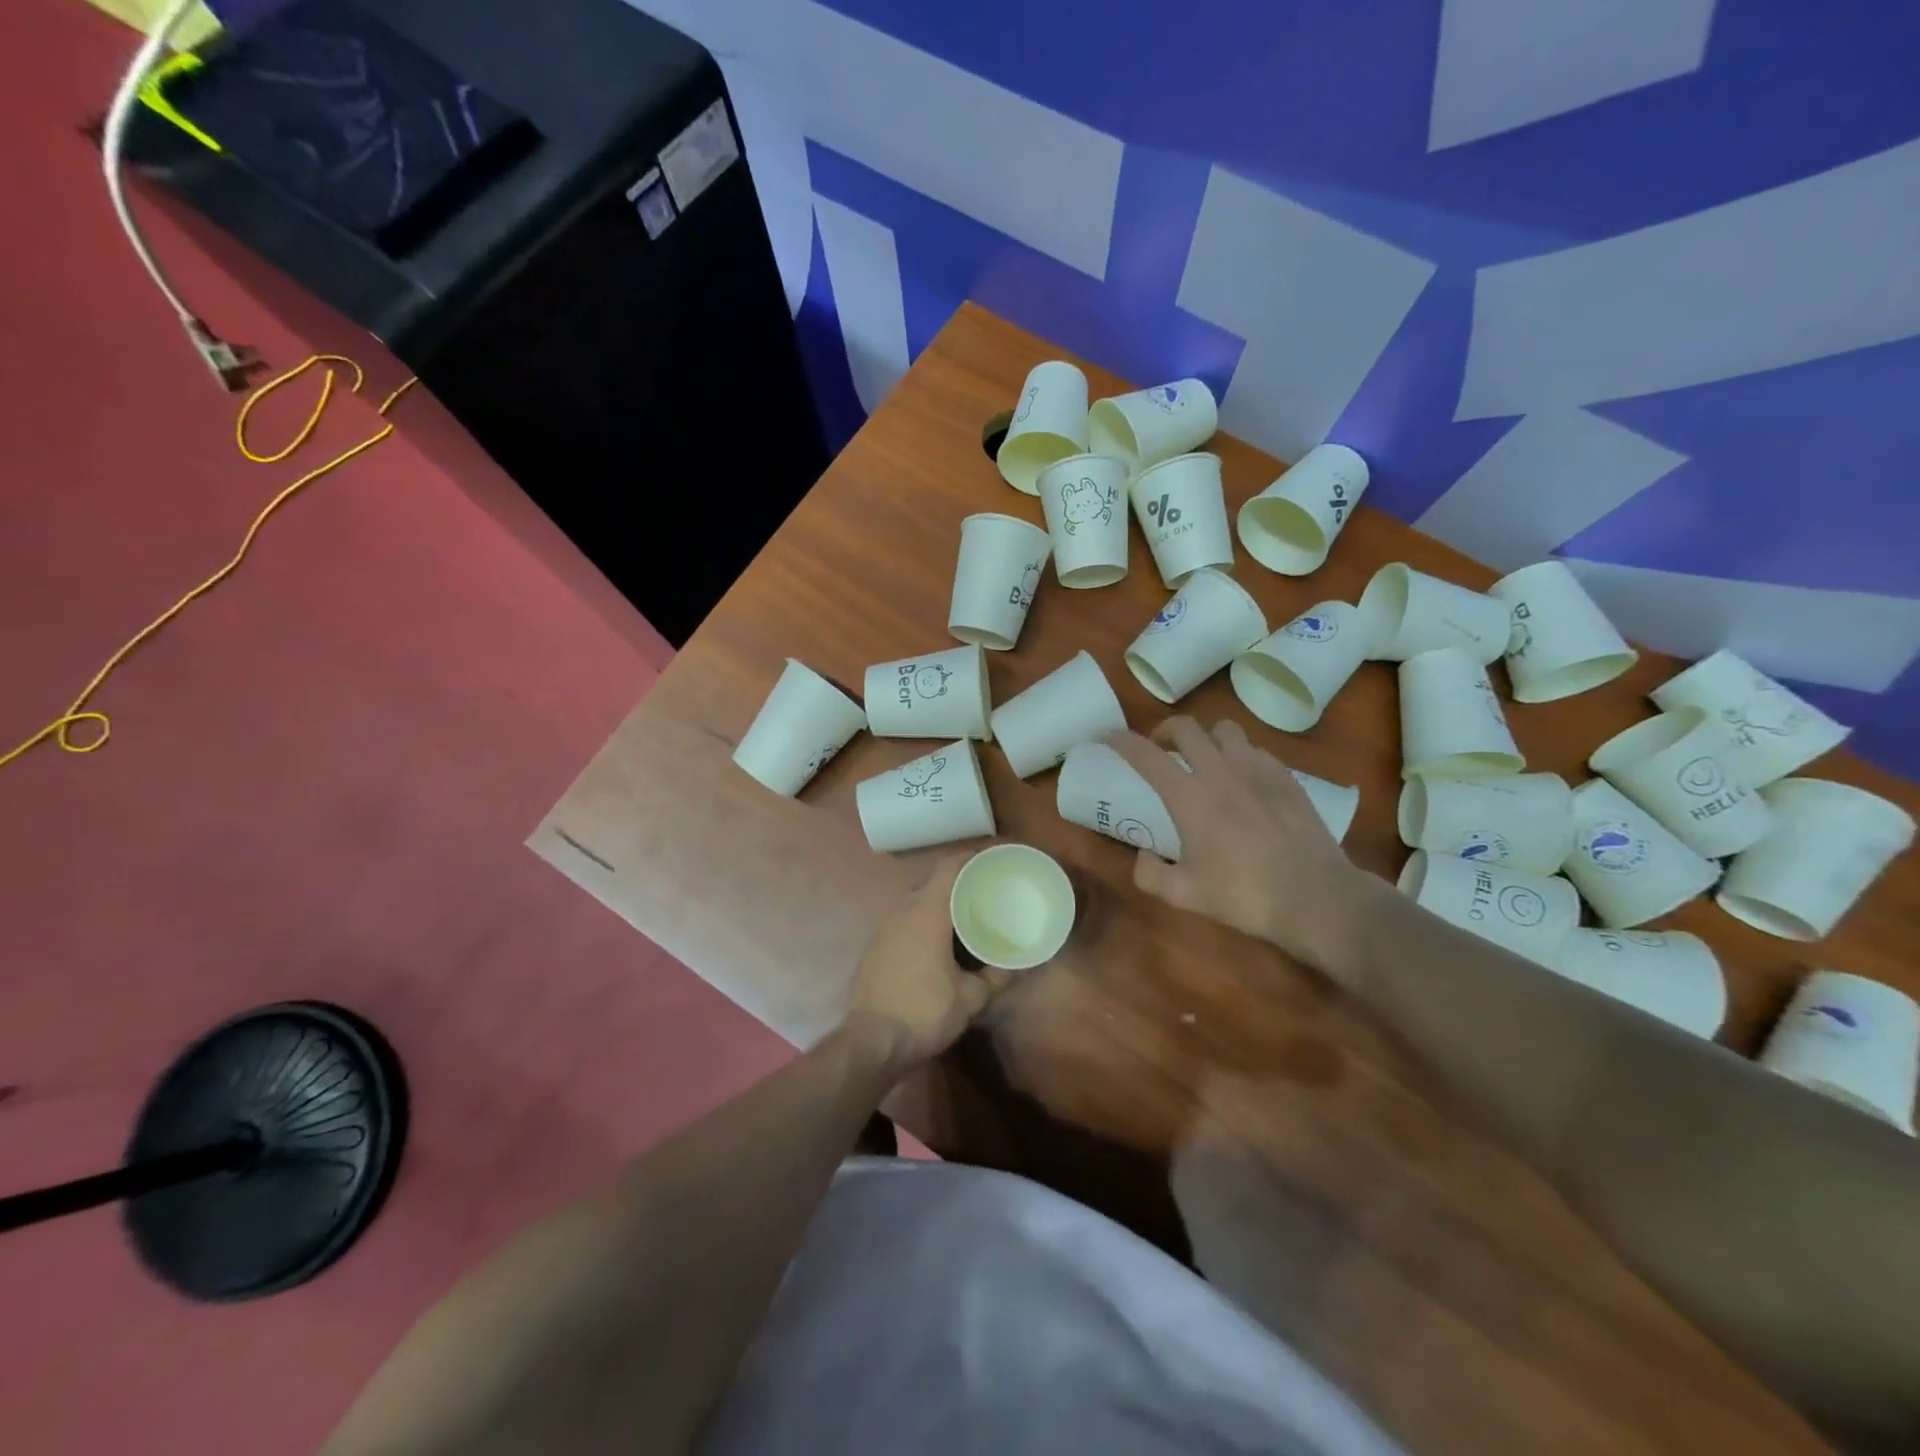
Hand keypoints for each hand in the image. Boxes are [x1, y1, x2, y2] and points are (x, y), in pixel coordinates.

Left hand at [846, 854, 1011, 1068]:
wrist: (870, 1042)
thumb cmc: (923, 1012)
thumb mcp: (969, 999)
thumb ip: (995, 978)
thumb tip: (1019, 966)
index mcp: (927, 913)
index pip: (949, 868)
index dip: (972, 858)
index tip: (994, 861)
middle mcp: (903, 912)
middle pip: (934, 882)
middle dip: (960, 882)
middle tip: (987, 890)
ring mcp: (885, 929)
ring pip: (918, 902)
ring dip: (941, 903)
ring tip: (968, 914)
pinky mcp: (877, 947)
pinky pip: (906, 921)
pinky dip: (926, 921)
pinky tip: (941, 941)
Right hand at [1106, 719, 1371, 969]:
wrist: (1315, 896)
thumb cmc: (1243, 895)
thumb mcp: (1184, 895)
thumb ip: (1149, 874)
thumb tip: (1142, 855)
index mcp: (1189, 796)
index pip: (1145, 754)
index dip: (1120, 741)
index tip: (1108, 738)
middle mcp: (1219, 771)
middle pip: (1185, 727)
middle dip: (1163, 731)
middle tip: (1158, 749)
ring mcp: (1257, 768)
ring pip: (1223, 729)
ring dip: (1205, 738)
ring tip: (1203, 759)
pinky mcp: (1286, 776)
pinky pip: (1254, 749)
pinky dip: (1238, 755)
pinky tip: (1242, 779)